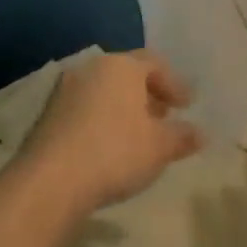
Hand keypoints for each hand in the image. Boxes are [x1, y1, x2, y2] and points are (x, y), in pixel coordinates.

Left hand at [20, 51, 204, 214]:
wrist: (49, 182)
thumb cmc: (115, 152)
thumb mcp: (160, 147)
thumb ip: (182, 136)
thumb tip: (200, 133)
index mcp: (121, 66)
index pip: (155, 63)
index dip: (175, 84)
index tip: (188, 106)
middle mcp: (91, 68)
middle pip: (127, 75)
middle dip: (148, 94)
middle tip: (165, 116)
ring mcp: (65, 91)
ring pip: (104, 91)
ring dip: (124, 108)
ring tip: (139, 134)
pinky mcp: (47, 116)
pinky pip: (85, 109)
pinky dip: (103, 120)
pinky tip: (110, 146)